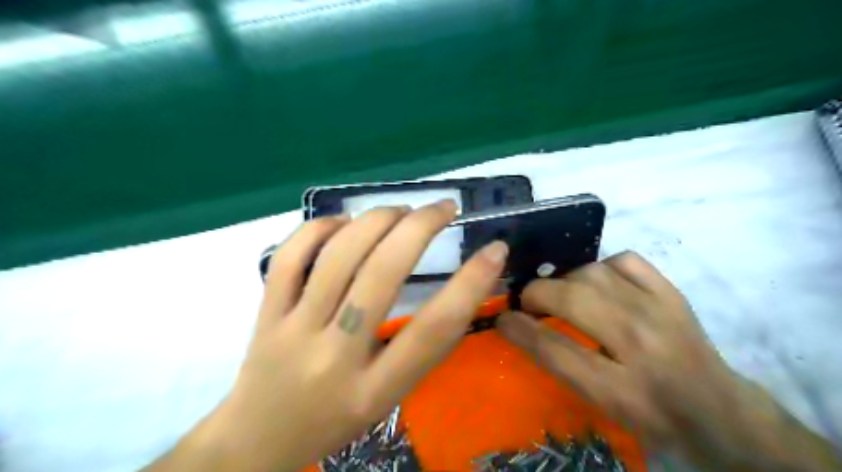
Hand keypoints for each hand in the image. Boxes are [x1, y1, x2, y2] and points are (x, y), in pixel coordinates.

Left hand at [142, 202, 504, 471]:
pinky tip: (343, 223)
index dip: (471, 283)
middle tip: (443, 207)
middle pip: (380, 276)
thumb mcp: (389, 398)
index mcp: (375, 390)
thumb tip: (454, 285)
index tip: (494, 249)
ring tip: (400, 211)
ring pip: (337, 256)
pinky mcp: (265, 313)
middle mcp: (334, 357)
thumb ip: (418, 347)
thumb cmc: (336, 419)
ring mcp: (293, 330)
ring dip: (376, 220)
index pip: (433, 329)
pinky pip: (291, 257)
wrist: (258, 439)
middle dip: (419, 228)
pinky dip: (320, 228)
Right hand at [495, 252, 838, 468]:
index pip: (556, 350)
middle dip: (537, 295)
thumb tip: (520, 326)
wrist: (719, 410)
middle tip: (528, 302)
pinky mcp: (672, 292)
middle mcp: (642, 346)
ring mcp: (661, 312)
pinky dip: (602, 266)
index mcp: (622, 390)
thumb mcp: (601, 404)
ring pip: (593, 274)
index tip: (501, 318)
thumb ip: (560, 365)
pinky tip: (598, 281)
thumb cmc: (651, 414)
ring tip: (561, 293)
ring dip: (566, 281)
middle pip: (573, 301)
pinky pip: (625, 260)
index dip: (519, 329)